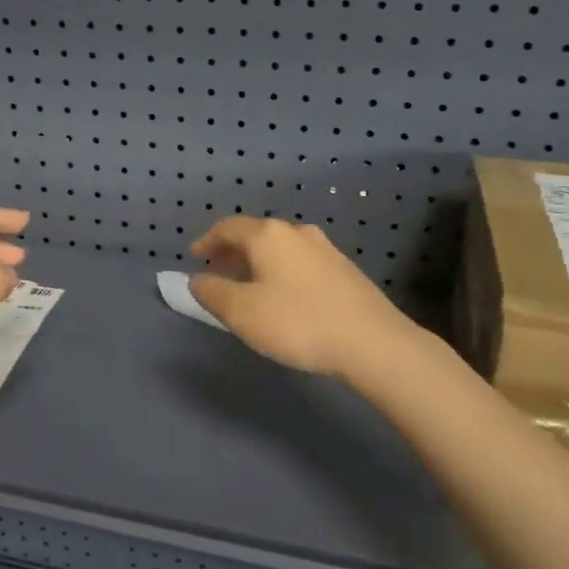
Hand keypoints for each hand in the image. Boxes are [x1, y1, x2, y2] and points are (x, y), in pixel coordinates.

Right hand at [188, 216, 425, 380]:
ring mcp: (325, 248)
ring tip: (248, 287)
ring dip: (258, 262)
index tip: (195, 257)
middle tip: (218, 272)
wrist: (372, 342)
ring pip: (280, 248)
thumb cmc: (298, 322)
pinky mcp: (344, 269)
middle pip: (255, 234)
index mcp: (268, 235)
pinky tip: (284, 296)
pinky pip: (300, 261)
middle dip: (232, 252)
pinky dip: (281, 271)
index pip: (228, 227)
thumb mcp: (242, 312)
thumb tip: (197, 279)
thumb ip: (212, 292)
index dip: (207, 240)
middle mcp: (297, 232)